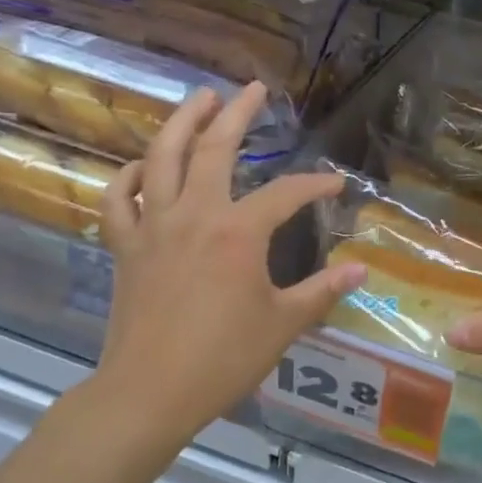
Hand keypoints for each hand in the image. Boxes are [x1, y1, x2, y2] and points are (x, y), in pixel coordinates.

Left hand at [89, 83, 365, 444]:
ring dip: (181, 123)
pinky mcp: (126, 248)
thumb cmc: (224, 358)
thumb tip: (362, 269)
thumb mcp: (284, 324)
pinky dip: (128, 177)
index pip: (286, 194)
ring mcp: (154, 227)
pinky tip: (141, 166)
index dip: (315, 186)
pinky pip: (119, 200)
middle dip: (237, 114)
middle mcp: (195, 215)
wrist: (150, 393)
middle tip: (253, 90)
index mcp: (239, 232)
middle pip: (215, 149)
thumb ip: (323, 291)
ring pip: (162, 159)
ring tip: (199, 99)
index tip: (335, 188)